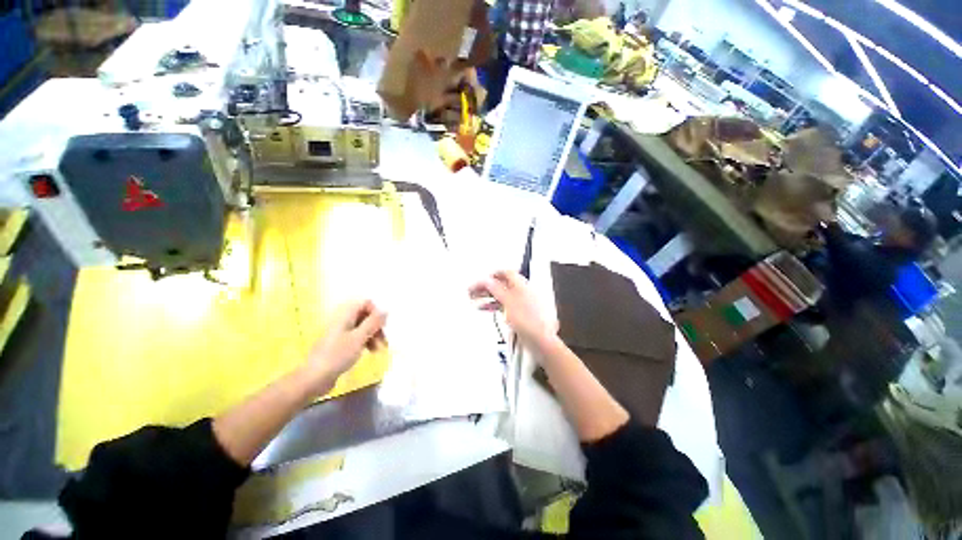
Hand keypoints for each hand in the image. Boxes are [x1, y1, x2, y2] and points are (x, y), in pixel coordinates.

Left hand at [305, 300, 386, 387]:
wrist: (315, 378)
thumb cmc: (338, 355)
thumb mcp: (359, 337)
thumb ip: (373, 322)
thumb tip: (385, 310)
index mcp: (345, 315)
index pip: (365, 303)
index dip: (375, 311)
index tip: (382, 324)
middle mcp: (342, 321)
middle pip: (365, 315)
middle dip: (376, 325)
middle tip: (384, 338)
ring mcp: (340, 333)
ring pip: (362, 327)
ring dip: (373, 335)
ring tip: (379, 348)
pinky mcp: (340, 344)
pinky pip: (357, 337)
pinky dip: (366, 341)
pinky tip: (371, 351)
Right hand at [469, 271, 555, 346]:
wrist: (540, 339)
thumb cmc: (530, 320)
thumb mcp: (508, 301)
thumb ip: (496, 289)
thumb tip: (488, 280)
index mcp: (521, 284)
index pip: (506, 273)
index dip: (493, 274)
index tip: (481, 279)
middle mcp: (522, 291)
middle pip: (501, 284)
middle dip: (487, 286)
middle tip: (473, 289)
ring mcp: (521, 303)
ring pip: (501, 295)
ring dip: (488, 296)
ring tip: (474, 298)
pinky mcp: (519, 313)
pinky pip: (504, 305)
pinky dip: (494, 305)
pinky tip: (485, 308)